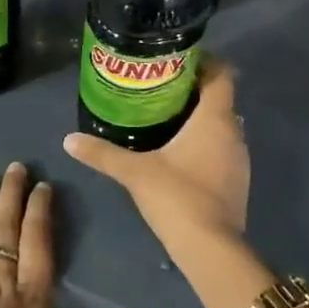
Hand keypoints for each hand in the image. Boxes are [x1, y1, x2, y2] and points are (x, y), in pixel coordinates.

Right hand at [62, 56, 249, 247]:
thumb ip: (102, 153)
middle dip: (194, 90)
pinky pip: (222, 148)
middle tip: (160, 88)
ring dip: (200, 119)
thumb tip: (68, 139)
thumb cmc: (177, 197)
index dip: (205, 62)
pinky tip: (179, 153)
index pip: (222, 75)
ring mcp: (239, 159)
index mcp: (215, 119)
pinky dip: (205, 143)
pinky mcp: (237, 181)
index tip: (178, 59)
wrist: (211, 248)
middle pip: (220, 99)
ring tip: (166, 117)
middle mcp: (234, 133)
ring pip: (222, 126)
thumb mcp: (134, 171)